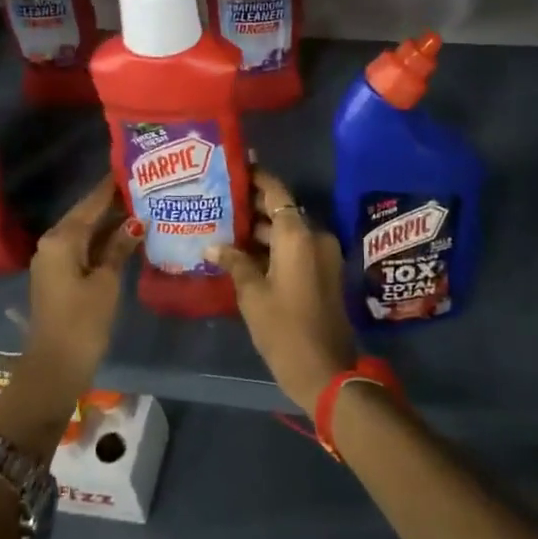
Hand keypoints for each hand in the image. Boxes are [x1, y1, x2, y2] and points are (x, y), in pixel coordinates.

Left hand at [0, 178, 140, 459]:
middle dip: (114, 202)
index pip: (91, 202)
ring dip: (111, 223)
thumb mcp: (106, 282)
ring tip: (143, 206)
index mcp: (62, 239)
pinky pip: (84, 248)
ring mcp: (54, 260)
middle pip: (87, 214)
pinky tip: (128, 237)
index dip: (111, 186)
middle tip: (145, 186)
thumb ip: (120, 247)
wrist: (54, 368)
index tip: (132, 166)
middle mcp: (53, 243)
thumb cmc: (82, 322)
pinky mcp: (60, 276)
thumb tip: (137, 220)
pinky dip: (104, 242)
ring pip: (87, 232)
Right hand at [208, 168, 353, 413]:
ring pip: (288, 231)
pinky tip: (243, 252)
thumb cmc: (285, 329)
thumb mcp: (252, 295)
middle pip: (282, 210)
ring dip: (261, 229)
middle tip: (219, 199)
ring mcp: (322, 255)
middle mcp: (314, 236)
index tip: (234, 167)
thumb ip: (234, 262)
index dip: (256, 177)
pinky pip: (296, 248)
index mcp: (298, 235)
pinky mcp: (323, 272)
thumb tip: (212, 246)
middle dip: (252, 206)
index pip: (276, 192)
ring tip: (224, 225)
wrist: (326, 371)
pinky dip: (273, 247)